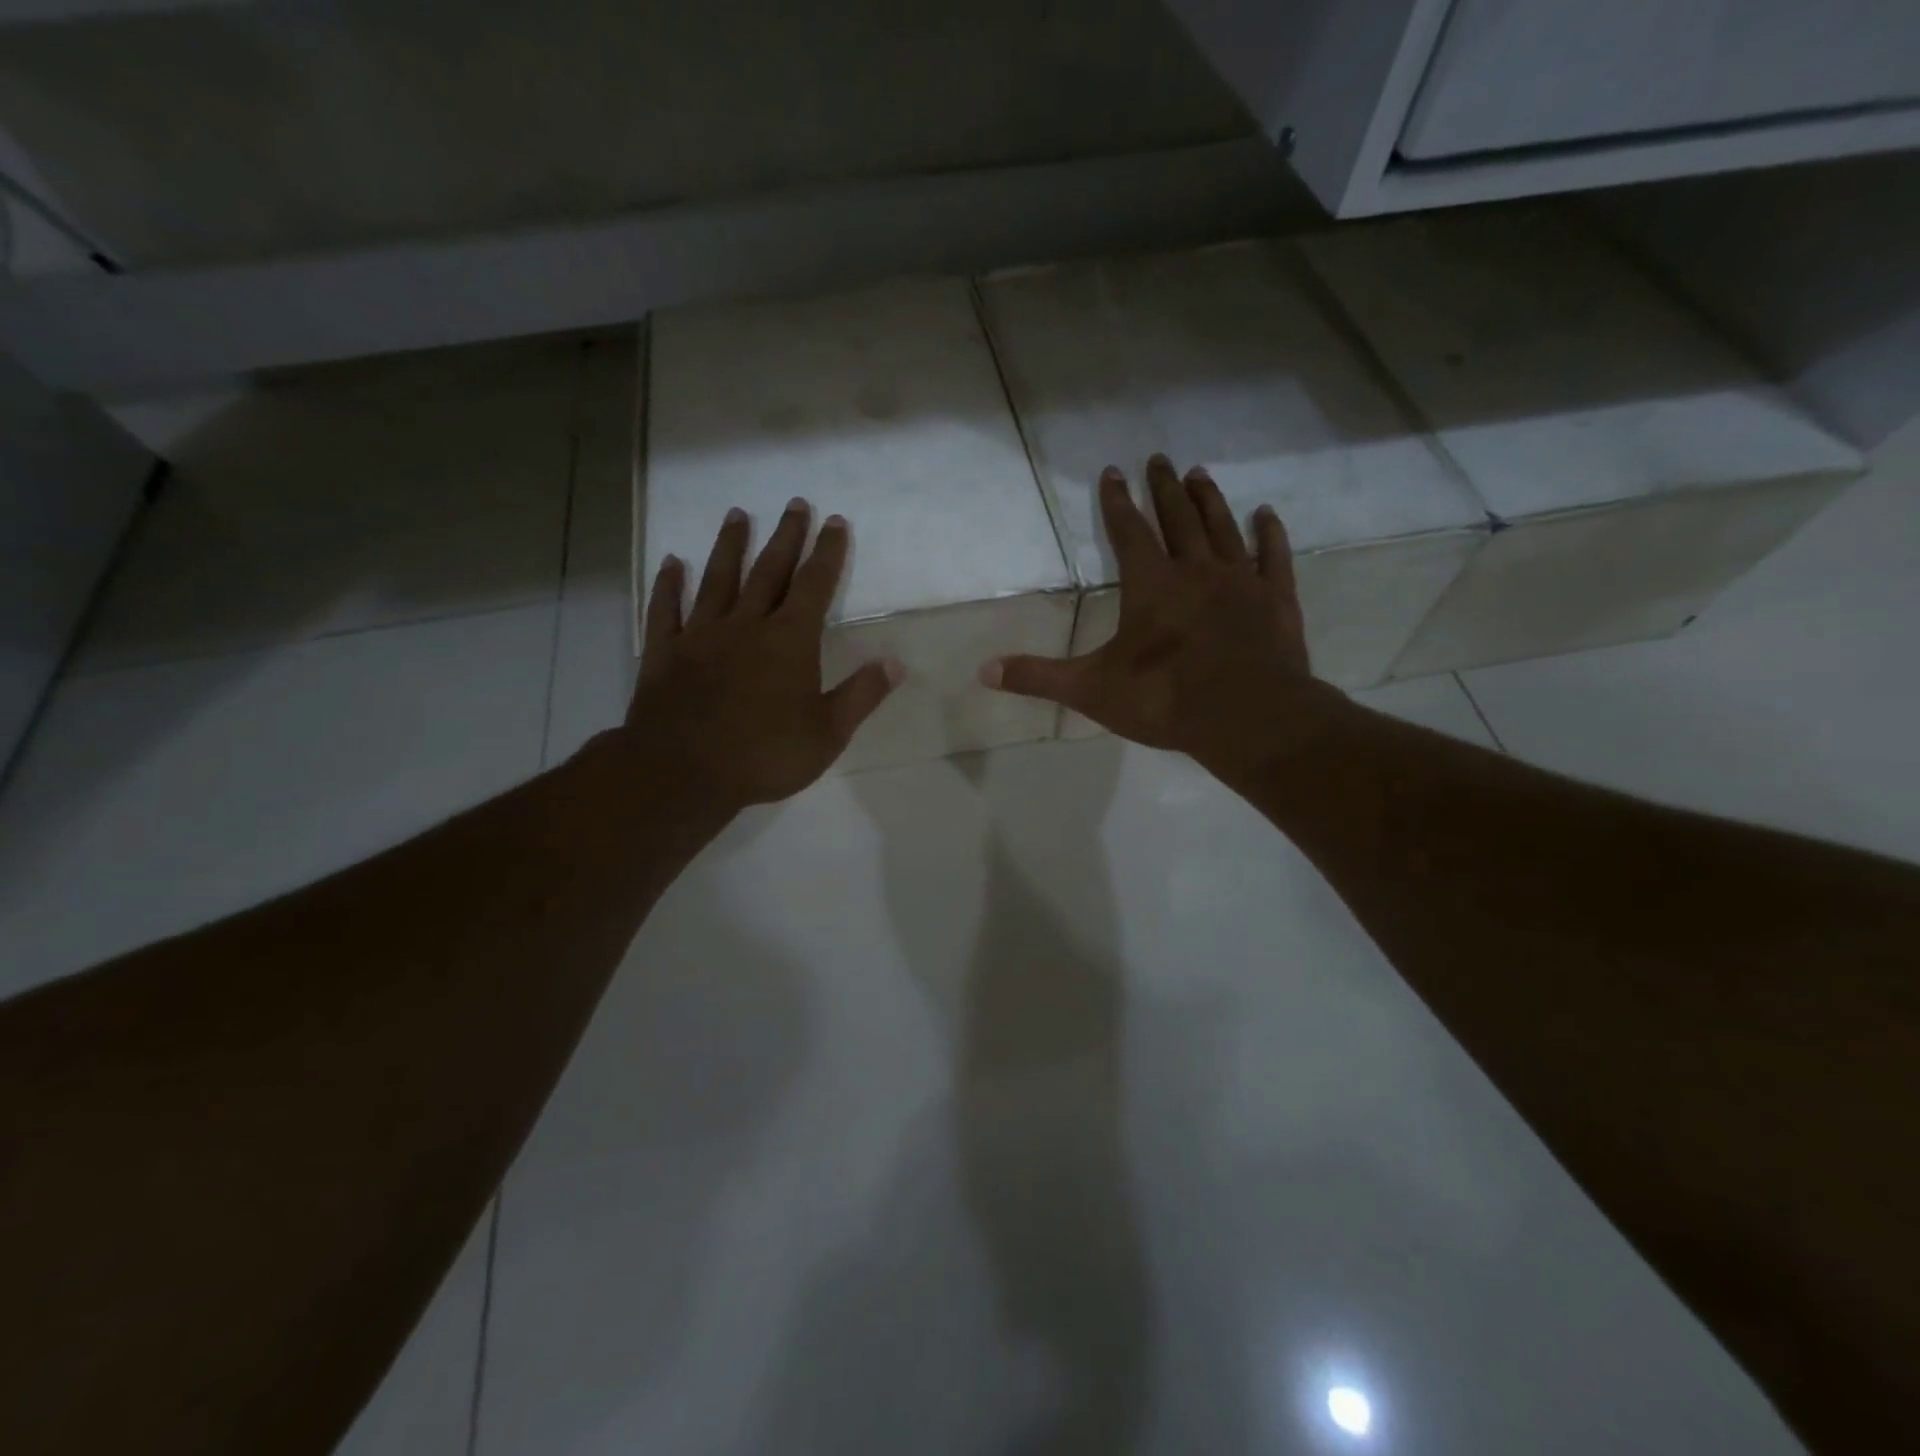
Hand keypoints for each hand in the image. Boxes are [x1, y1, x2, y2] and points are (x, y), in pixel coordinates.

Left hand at [624, 498, 902, 810]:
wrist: (683, 773)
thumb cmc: (764, 755)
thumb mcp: (827, 734)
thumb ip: (861, 695)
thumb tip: (896, 662)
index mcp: (789, 641)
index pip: (815, 585)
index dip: (827, 552)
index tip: (834, 521)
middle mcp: (746, 625)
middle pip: (769, 571)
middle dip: (785, 537)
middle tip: (794, 504)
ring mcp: (701, 635)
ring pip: (718, 580)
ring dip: (729, 546)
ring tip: (737, 515)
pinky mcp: (664, 652)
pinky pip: (665, 609)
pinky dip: (668, 585)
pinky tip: (671, 563)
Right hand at [982, 455, 1343, 780]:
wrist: (1247, 718)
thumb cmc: (1164, 699)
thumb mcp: (1091, 690)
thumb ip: (1039, 677)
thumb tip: (984, 672)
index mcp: (1150, 585)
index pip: (1128, 531)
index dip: (1117, 502)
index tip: (1112, 472)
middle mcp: (1195, 570)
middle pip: (1177, 518)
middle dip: (1164, 488)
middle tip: (1159, 458)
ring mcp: (1240, 582)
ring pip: (1222, 528)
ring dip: (1209, 500)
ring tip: (1198, 474)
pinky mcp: (1276, 601)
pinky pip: (1273, 557)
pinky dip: (1269, 534)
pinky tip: (1267, 515)